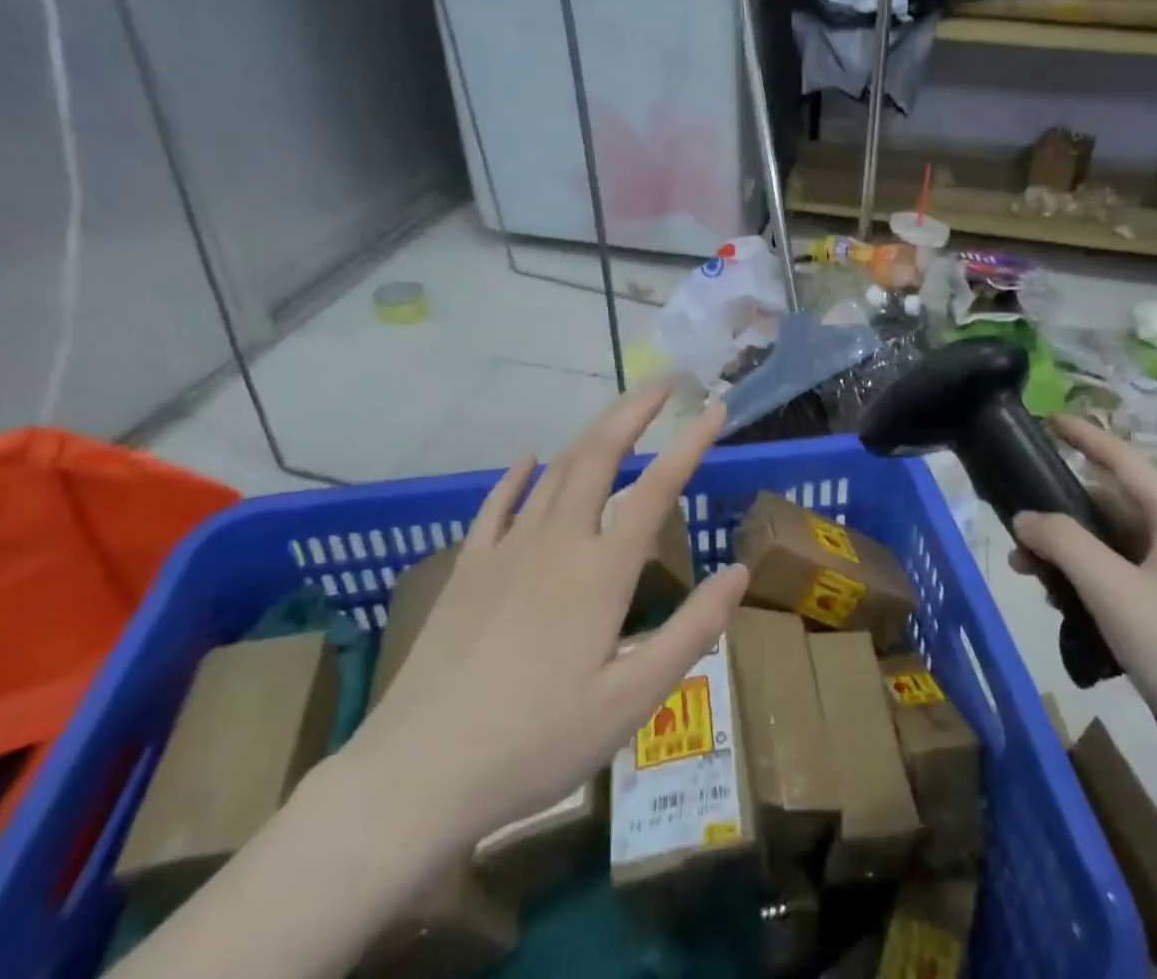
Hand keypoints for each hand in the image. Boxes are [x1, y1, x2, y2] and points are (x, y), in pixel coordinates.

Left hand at [340, 386, 747, 880]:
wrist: (418, 773)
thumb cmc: (537, 744)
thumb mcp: (630, 701)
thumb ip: (691, 632)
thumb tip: (739, 572)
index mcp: (601, 572)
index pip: (657, 488)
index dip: (690, 442)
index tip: (715, 408)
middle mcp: (557, 541)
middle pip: (599, 454)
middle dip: (633, 411)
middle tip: (662, 384)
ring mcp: (507, 549)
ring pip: (555, 471)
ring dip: (590, 434)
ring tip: (616, 416)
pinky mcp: (468, 567)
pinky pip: (498, 503)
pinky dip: (518, 475)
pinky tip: (529, 459)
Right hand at [1010, 414, 1156, 805]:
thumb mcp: (1113, 589)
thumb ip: (1063, 543)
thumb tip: (1025, 516)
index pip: (1124, 460)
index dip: (1086, 436)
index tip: (1048, 419)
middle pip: (1111, 505)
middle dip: (1060, 509)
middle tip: (1013, 518)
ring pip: (1109, 548)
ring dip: (1066, 551)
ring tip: (1023, 569)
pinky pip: (1116, 583)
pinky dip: (1082, 583)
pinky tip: (1055, 603)